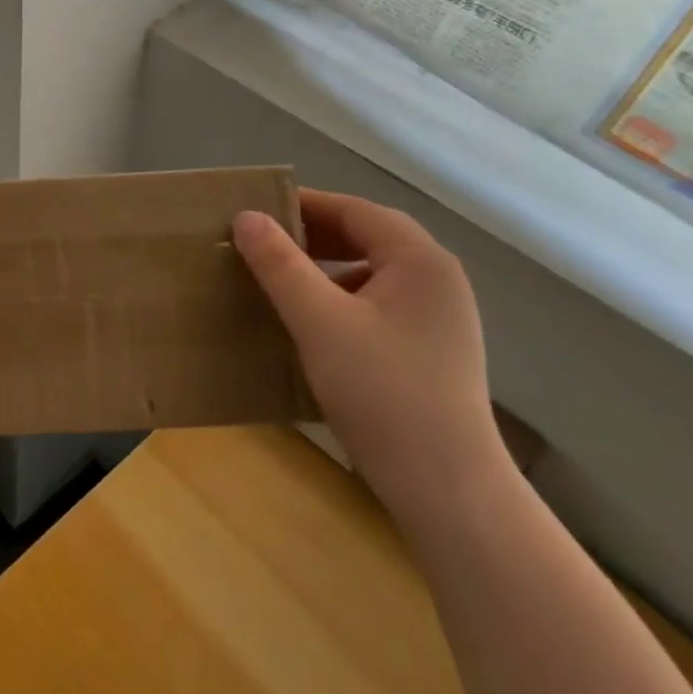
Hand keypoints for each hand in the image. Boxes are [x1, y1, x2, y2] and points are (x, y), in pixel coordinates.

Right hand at [233, 189, 506, 518]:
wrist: (447, 488)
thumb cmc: (381, 392)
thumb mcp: (319, 322)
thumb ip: (280, 265)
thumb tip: (245, 217)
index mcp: (421, 261)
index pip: (356, 211)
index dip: (305, 205)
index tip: (256, 211)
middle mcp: (438, 280)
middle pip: (369, 237)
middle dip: (314, 235)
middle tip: (262, 243)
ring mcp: (440, 318)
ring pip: (374, 272)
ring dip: (327, 267)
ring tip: (281, 279)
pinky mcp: (432, 350)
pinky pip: (380, 303)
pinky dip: (342, 298)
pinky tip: (313, 322)